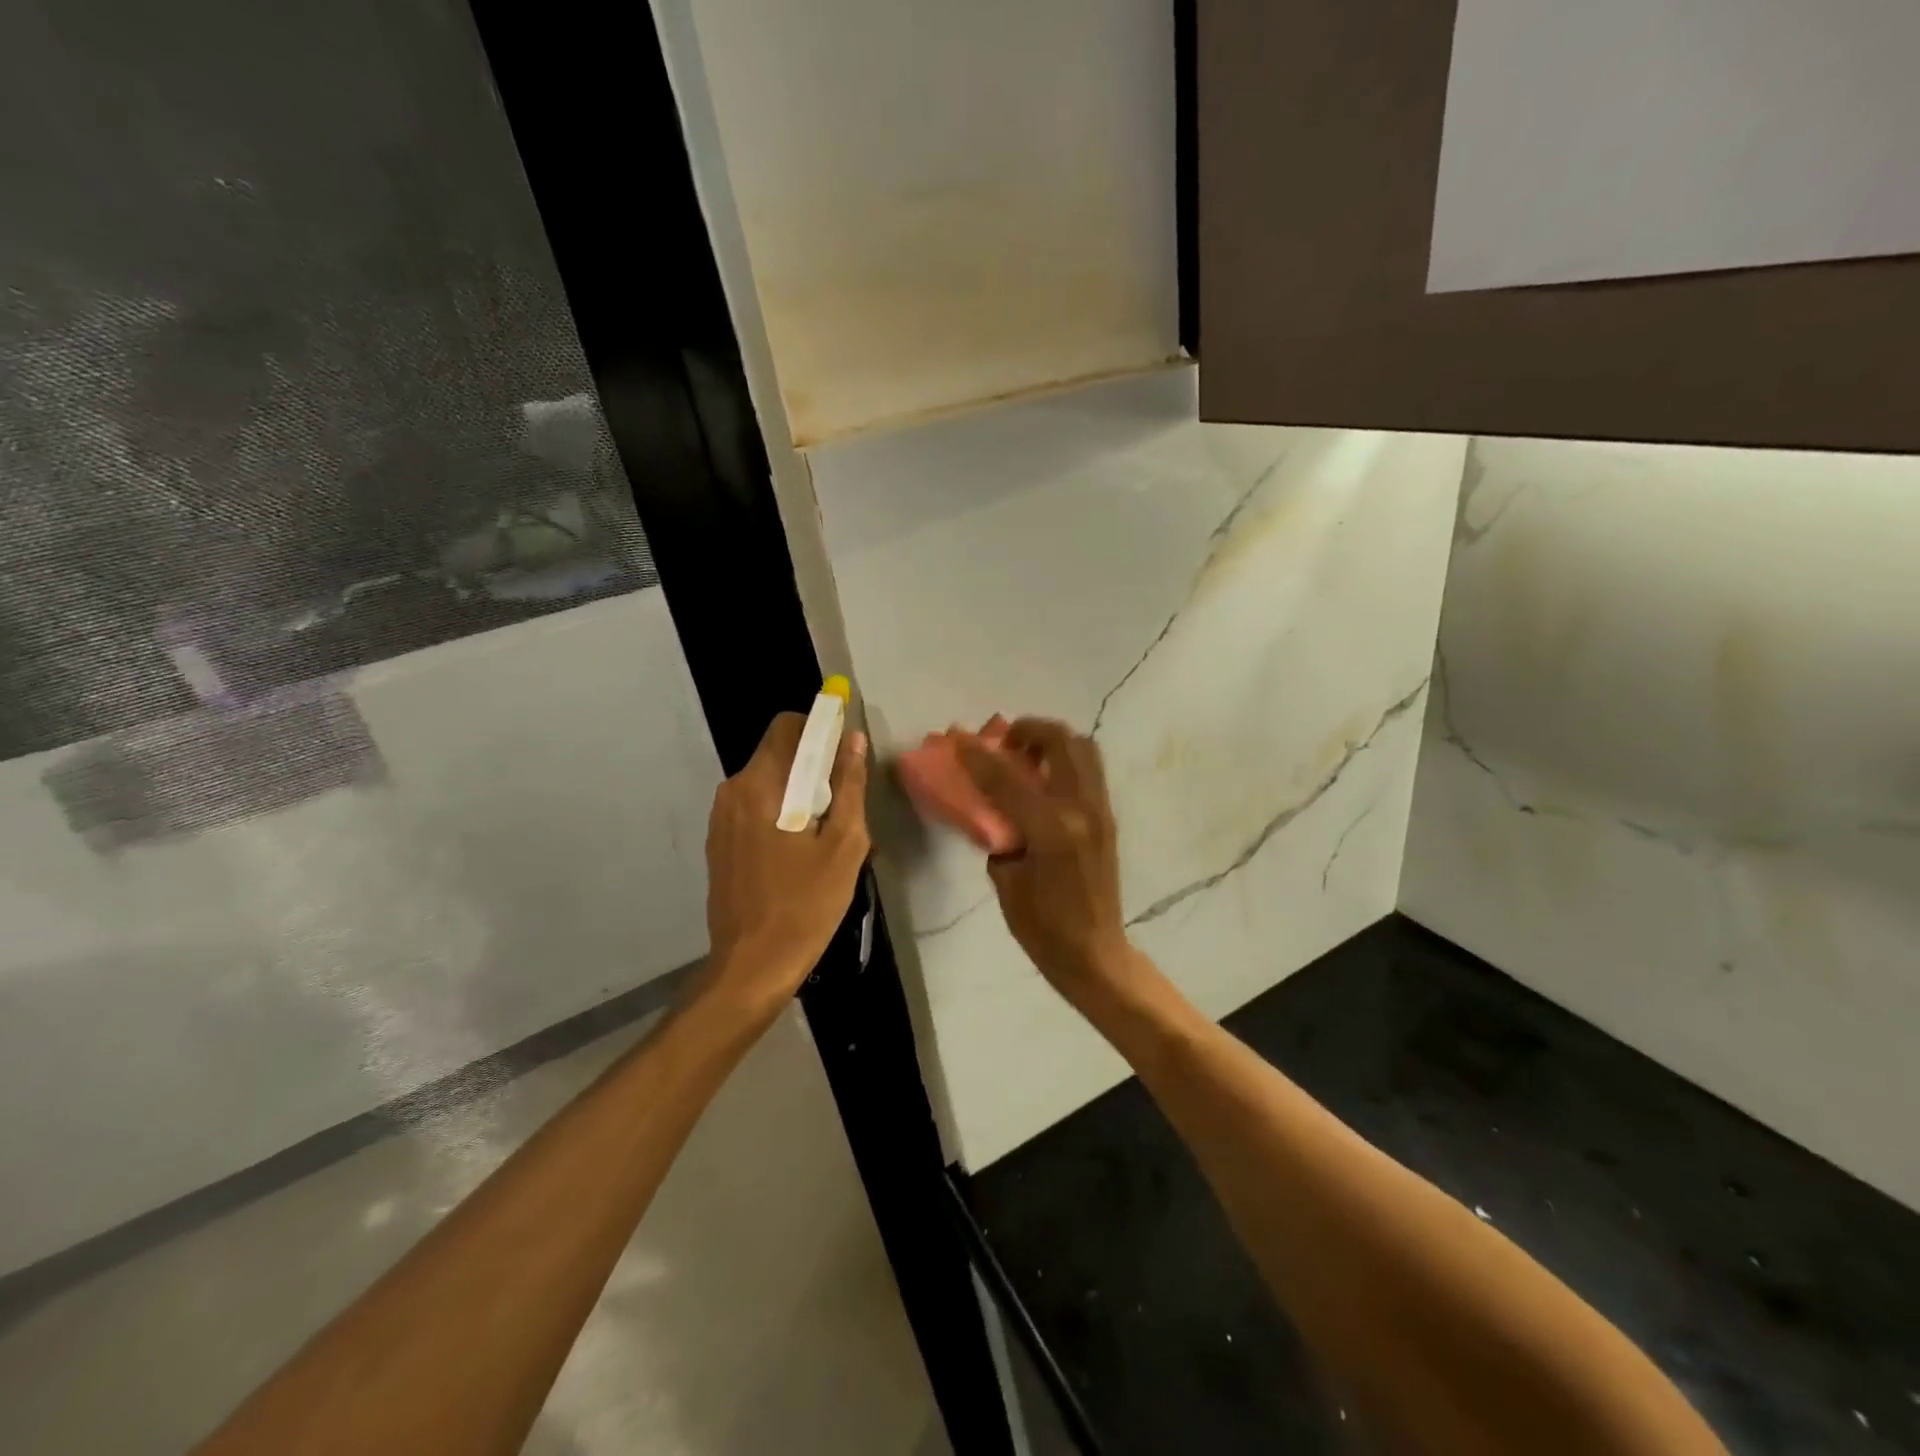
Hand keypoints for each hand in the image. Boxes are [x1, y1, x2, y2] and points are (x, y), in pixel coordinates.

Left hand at [703, 711, 869, 1014]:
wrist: (752, 966)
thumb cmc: (805, 905)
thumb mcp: (844, 845)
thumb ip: (850, 786)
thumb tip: (853, 740)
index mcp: (761, 785)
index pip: (787, 726)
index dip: (819, 730)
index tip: (844, 758)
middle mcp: (733, 791)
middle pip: (778, 754)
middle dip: (813, 768)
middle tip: (842, 808)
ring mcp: (721, 818)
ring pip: (768, 783)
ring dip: (798, 794)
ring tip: (824, 837)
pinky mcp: (719, 842)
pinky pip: (755, 808)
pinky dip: (779, 814)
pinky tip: (797, 854)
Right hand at [954, 719, 1139, 1007]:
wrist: (1094, 952)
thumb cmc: (1043, 926)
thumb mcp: (1006, 881)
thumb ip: (1000, 834)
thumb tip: (994, 808)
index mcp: (1052, 829)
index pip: (1008, 778)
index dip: (978, 756)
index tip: (959, 740)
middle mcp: (1082, 809)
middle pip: (1060, 741)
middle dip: (1029, 730)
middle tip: (1005, 742)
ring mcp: (1100, 809)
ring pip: (1083, 748)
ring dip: (1052, 741)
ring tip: (1026, 755)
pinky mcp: (1108, 816)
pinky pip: (1089, 770)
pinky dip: (1065, 760)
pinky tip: (1044, 780)